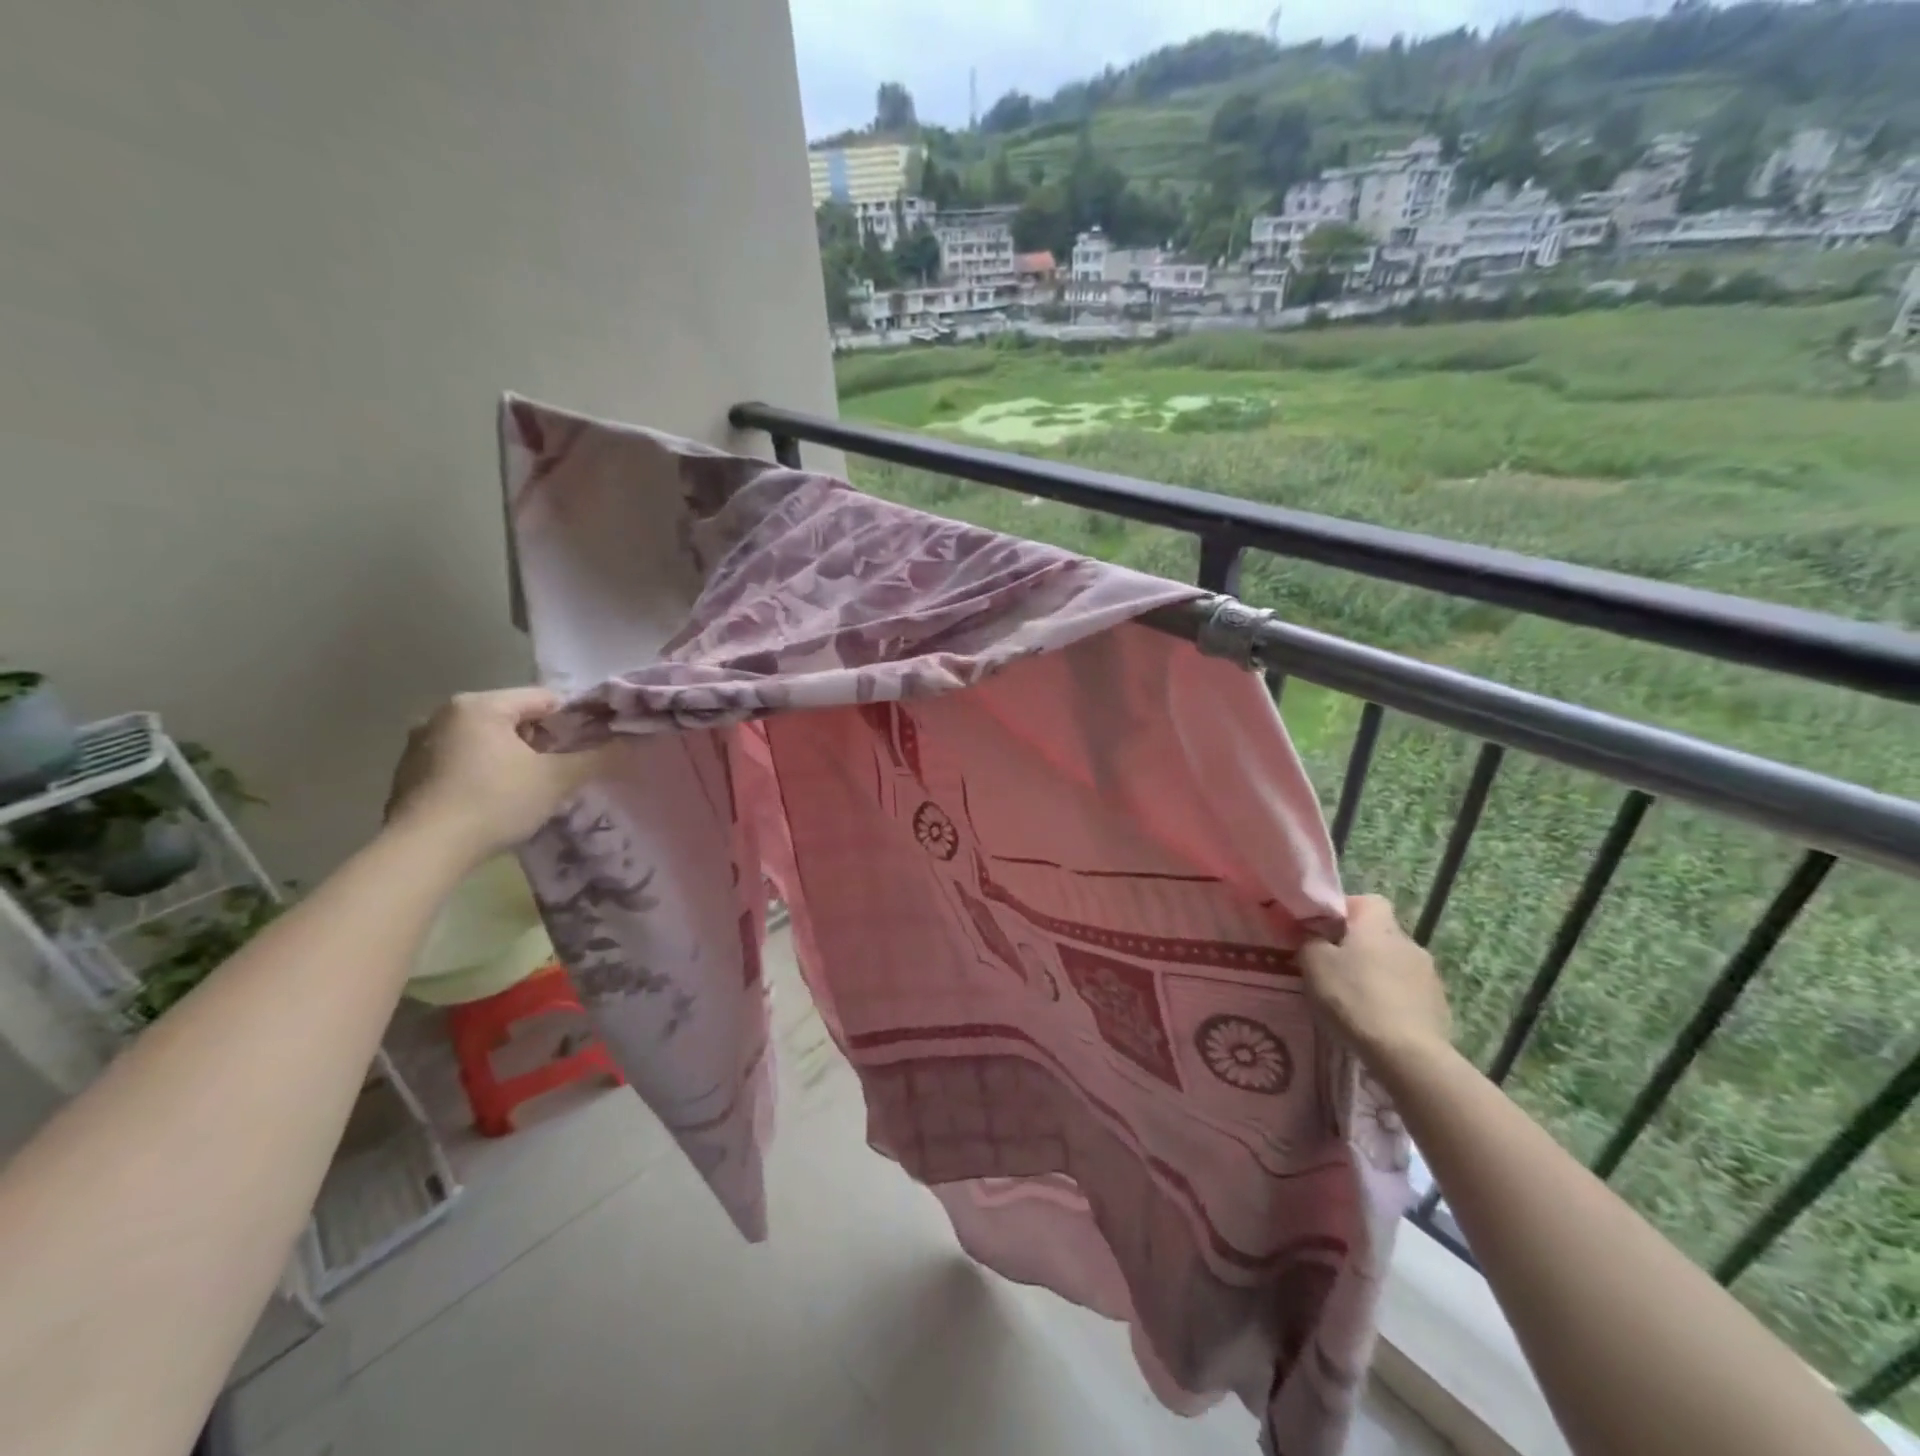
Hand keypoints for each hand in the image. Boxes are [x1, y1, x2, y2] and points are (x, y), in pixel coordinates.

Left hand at [384, 689, 607, 861]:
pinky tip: (489, 803)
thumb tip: (631, 742)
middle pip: (512, 718)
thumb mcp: (556, 779)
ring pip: (484, 741)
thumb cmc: (496, 801)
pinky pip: (458, 762)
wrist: (424, 850)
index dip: (572, 722)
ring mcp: (419, 743)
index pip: (543, 698)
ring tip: (525, 792)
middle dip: (539, 742)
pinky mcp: (407, 773)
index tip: (584, 750)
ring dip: (509, 759)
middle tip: (556, 774)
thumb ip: (597, 757)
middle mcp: (444, 713)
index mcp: (480, 704)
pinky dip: (479, 774)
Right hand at [1299, 895, 1452, 1070]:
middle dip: (1358, 946)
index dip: (1345, 911)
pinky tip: (1376, 1019)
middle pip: (1379, 934)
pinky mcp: (1439, 1006)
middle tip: (1332, 968)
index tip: (1323, 931)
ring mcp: (1429, 976)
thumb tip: (1311, 933)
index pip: (1367, 901)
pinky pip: (1408, 992)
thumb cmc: (1354, 998)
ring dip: (1376, 974)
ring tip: (1354, 999)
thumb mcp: (1313, 963)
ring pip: (1394, 964)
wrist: (1407, 1054)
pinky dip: (1392, 999)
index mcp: (1379, 926)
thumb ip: (1309, 940)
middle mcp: (1409, 943)